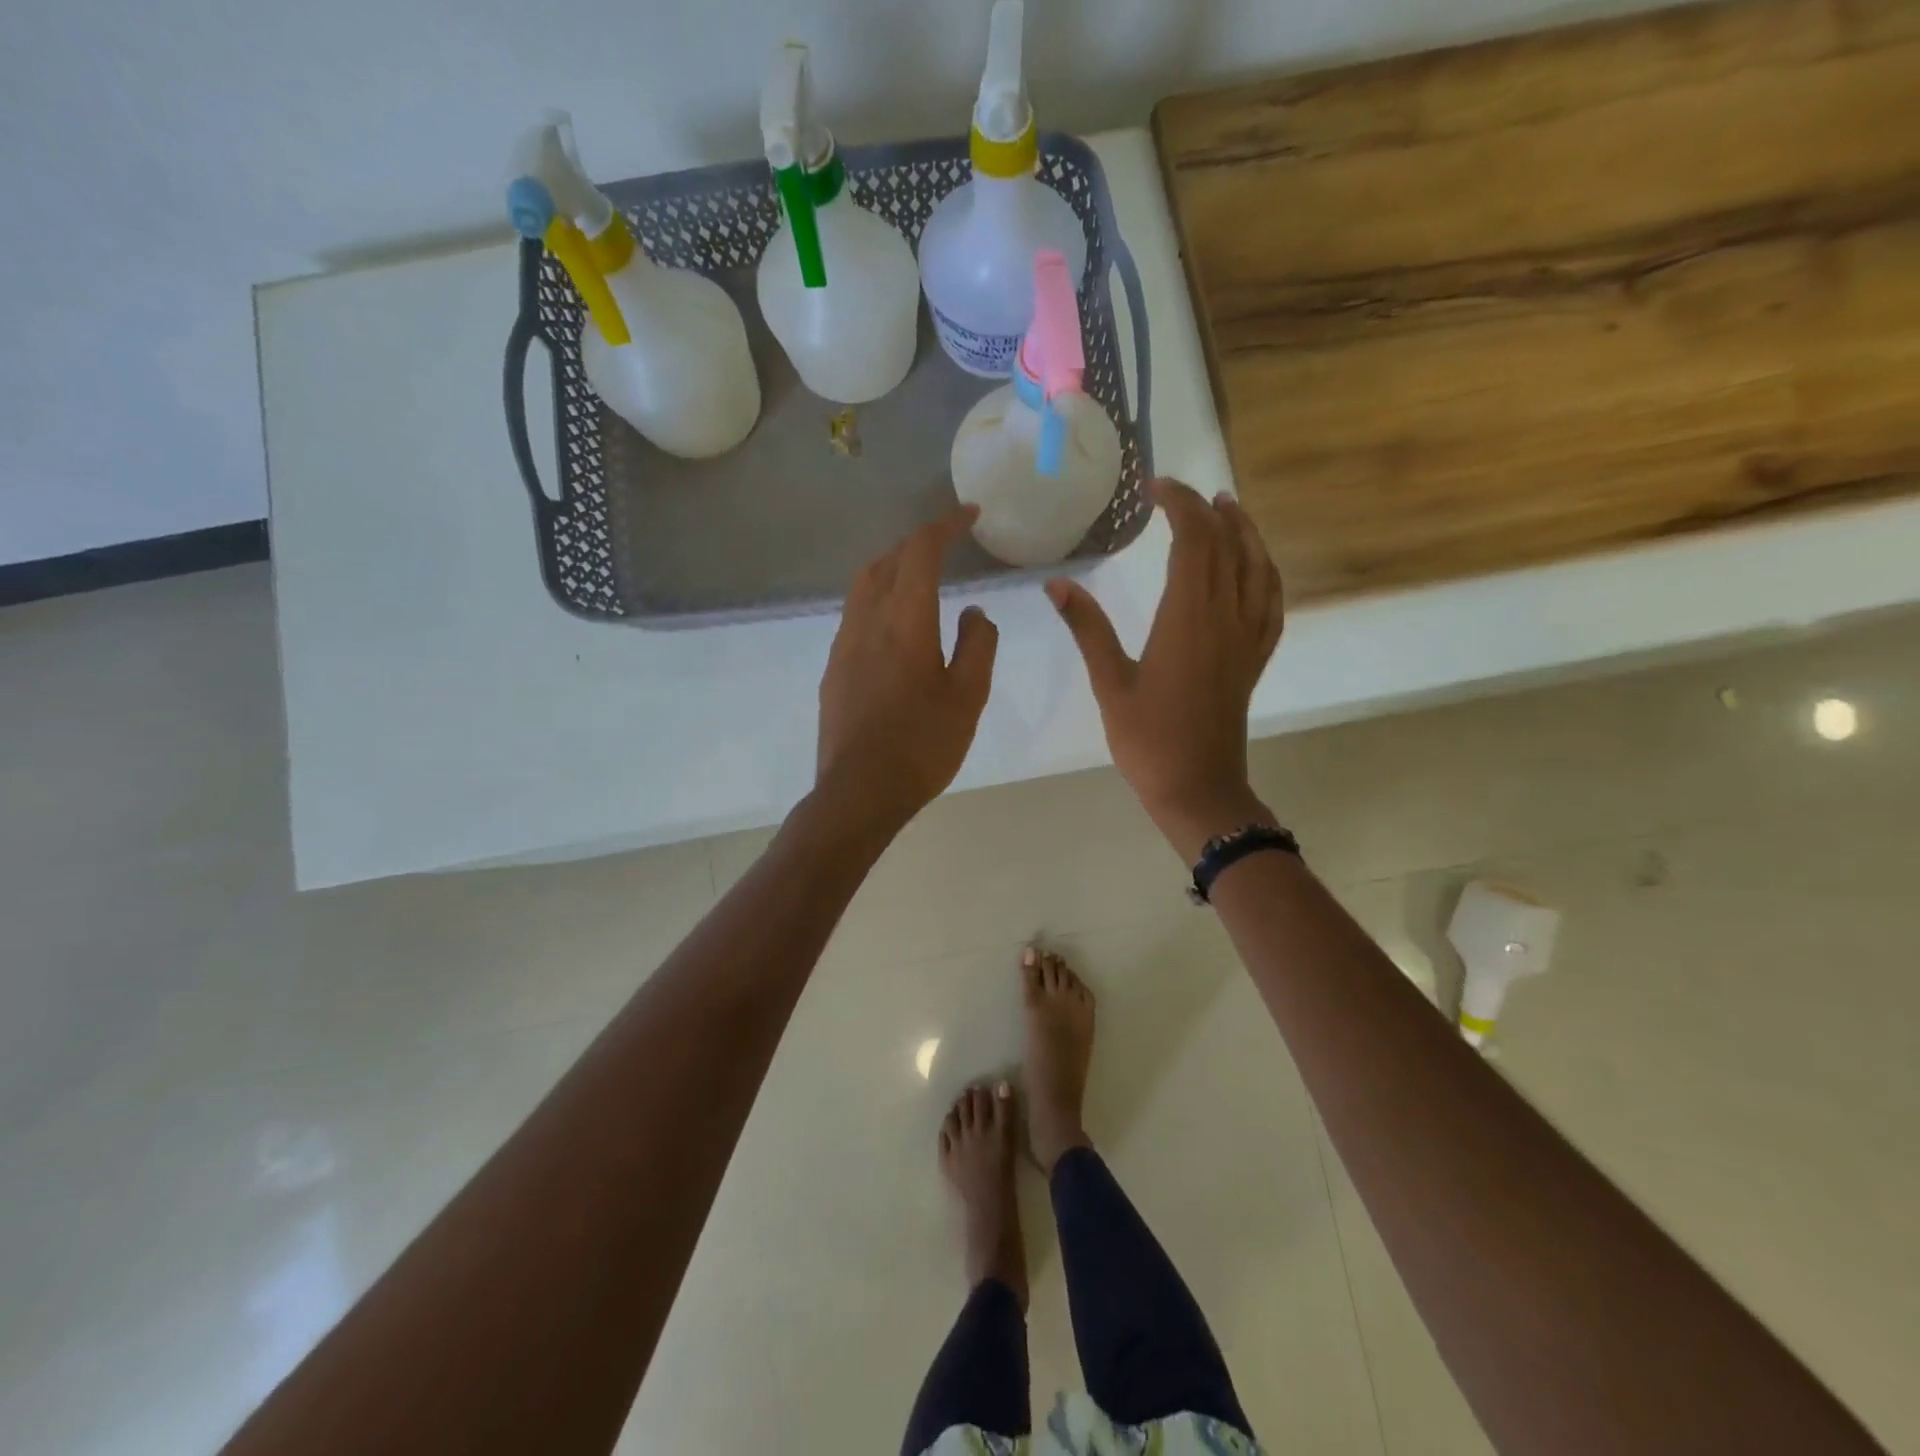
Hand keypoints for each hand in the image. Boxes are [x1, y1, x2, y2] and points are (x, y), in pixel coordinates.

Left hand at [816, 508, 998, 833]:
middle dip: (916, 545)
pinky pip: (855, 616)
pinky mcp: (833, 670)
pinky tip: (896, 630)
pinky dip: (878, 601)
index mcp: (904, 620)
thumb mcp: (968, 696)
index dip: (945, 526)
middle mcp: (866, 621)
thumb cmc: (922, 744)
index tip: (969, 515)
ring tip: (920, 581)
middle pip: (886, 561)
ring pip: (863, 586)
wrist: (859, 792)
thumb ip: (978, 645)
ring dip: (893, 570)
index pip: (921, 552)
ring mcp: (843, 645)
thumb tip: (974, 612)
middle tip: (946, 547)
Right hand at [1046, 479, 1284, 859]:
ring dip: (1244, 531)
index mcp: (1188, 618)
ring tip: (1228, 507)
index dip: (1179, 505)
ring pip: (1257, 567)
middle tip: (1178, 493)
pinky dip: (1266, 572)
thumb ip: (1088, 628)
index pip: (1194, 541)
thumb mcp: (1110, 683)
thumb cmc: (1148, 740)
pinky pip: (1272, 603)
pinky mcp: (1255, 658)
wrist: (1198, 788)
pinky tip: (1257, 565)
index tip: (1154, 489)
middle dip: (1205, 510)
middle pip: (1226, 546)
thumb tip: (1058, 584)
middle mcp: (1225, 617)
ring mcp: (1247, 638)